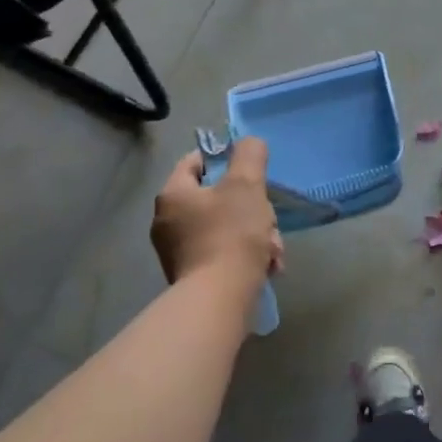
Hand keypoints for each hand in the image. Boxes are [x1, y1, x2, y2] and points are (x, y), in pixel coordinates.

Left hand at [151, 138, 283, 287]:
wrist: (219, 298)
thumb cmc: (231, 233)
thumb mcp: (246, 185)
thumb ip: (249, 156)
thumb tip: (249, 142)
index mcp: (173, 195)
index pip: (193, 162)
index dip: (222, 159)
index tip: (249, 169)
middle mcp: (167, 221)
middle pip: (215, 199)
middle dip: (250, 208)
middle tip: (269, 220)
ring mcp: (177, 252)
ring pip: (224, 228)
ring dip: (254, 234)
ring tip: (273, 251)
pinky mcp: (191, 276)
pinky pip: (222, 253)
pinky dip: (244, 256)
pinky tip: (266, 267)